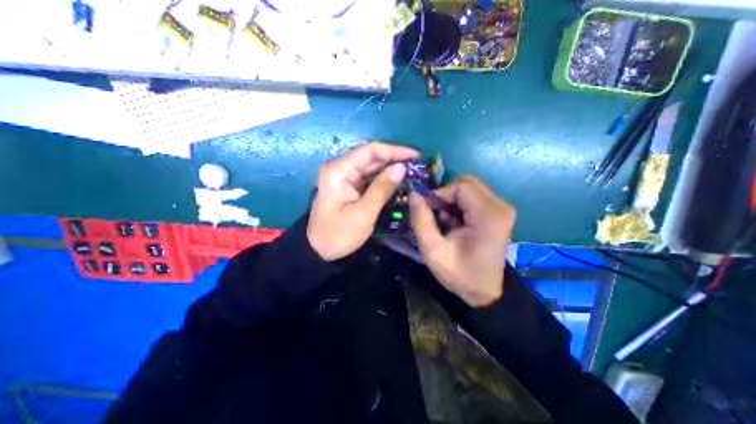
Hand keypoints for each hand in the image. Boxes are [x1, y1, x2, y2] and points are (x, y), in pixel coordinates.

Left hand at [305, 143, 416, 260]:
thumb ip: (382, 189)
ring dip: (390, 169)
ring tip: (412, 172)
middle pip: (370, 157)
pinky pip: (368, 177)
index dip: (394, 150)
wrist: (319, 250)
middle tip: (417, 166)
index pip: (369, 151)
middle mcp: (339, 168)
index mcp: (338, 171)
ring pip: (371, 166)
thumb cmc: (339, 235)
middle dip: (394, 159)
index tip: (415, 156)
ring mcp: (343, 177)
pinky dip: (383, 179)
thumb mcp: (363, 214)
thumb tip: (401, 167)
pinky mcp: (348, 186)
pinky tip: (397, 181)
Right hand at [412, 174, 517, 306]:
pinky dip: (460, 205)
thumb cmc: (459, 274)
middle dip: (446, 196)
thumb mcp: (432, 250)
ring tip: (446, 222)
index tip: (429, 211)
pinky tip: (456, 223)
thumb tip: (415, 193)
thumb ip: (421, 220)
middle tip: (437, 215)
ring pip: (469, 188)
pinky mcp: (499, 212)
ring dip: (452, 201)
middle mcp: (500, 206)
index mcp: (488, 215)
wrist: (484, 292)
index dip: (440, 194)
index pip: (461, 186)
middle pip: (466, 183)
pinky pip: (474, 197)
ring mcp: (502, 208)